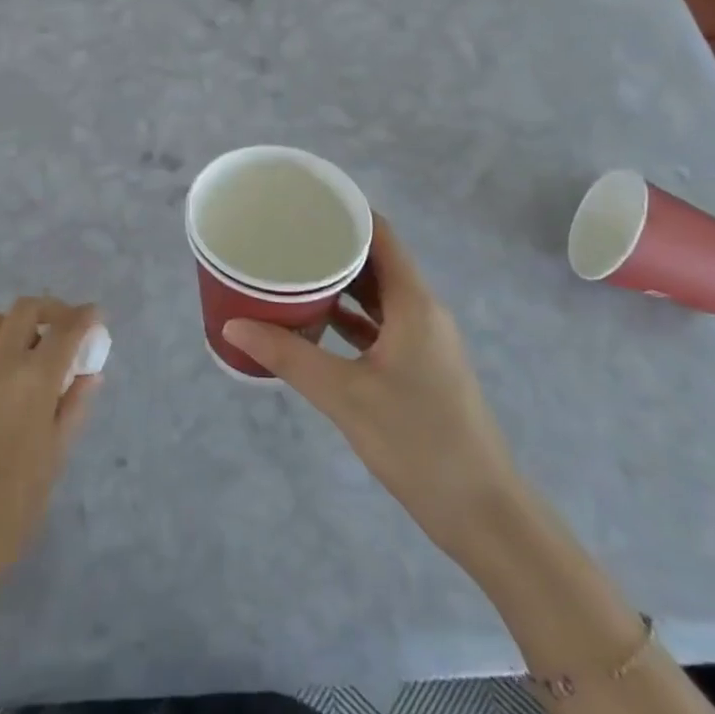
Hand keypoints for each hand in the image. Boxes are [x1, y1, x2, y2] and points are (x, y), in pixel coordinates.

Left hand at [0, 297, 102, 610]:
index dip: (85, 317)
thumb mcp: (56, 453)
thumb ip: (73, 405)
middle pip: (25, 309)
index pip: (65, 328)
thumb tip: (89, 374)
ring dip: (21, 325)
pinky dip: (0, 348)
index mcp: (32, 378)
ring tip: (38, 352)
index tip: (97, 316)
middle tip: (68, 330)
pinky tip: (10, 381)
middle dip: (52, 311)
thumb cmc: (15, 502)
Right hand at [222, 216, 521, 561]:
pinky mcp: (419, 367)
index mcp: (414, 303)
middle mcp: (422, 311)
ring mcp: (424, 340)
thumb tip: (232, 326)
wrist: (482, 513)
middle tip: (286, 234)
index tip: (303, 200)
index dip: (346, 210)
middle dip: (334, 243)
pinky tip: (315, 318)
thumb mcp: (344, 395)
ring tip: (293, 267)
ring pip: (378, 293)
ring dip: (341, 279)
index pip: (381, 234)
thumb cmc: (418, 441)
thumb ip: (288, 356)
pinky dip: (350, 314)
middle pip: (378, 259)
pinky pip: (380, 323)